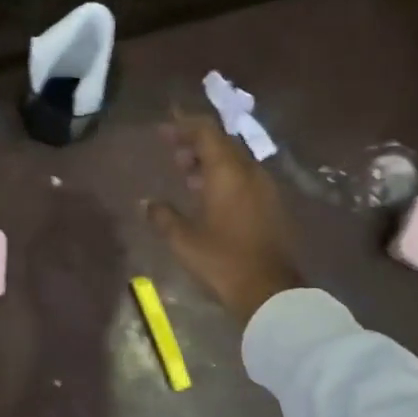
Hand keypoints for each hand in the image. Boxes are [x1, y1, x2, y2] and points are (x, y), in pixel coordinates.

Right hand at [146, 112, 303, 325]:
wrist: (270, 292)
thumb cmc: (222, 261)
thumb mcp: (183, 240)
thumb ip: (163, 216)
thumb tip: (147, 203)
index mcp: (228, 173)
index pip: (206, 132)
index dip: (184, 124)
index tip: (164, 126)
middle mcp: (250, 173)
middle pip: (222, 144)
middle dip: (195, 142)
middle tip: (171, 150)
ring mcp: (265, 189)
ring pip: (234, 161)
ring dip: (209, 161)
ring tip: (185, 173)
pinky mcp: (271, 206)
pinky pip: (243, 178)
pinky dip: (223, 177)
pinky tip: (207, 194)